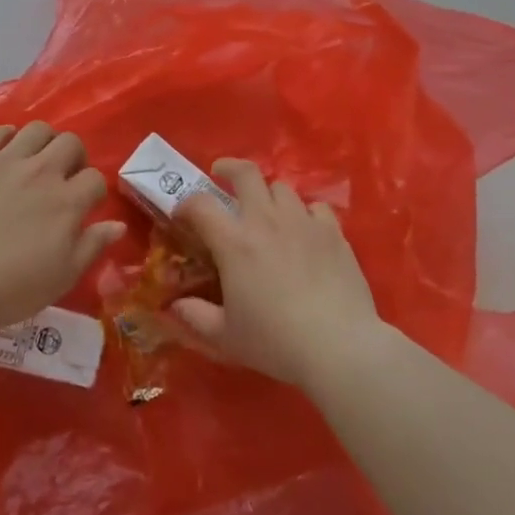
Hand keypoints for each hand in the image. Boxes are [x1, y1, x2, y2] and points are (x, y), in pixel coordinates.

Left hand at [0, 122, 124, 333]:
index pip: (95, 178)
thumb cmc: (10, 287)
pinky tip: (4, 154)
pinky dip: (7, 137)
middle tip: (63, 177)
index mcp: (68, 201)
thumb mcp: (62, 277)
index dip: (94, 191)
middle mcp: (42, 172)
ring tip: (35, 160)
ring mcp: (6, 162)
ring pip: (37, 129)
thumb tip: (118, 224)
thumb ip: (92, 246)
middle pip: (70, 142)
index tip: (84, 205)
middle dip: (74, 156)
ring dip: (44, 141)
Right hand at [172, 158, 379, 388]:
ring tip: (266, 211)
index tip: (183, 216)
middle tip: (222, 177)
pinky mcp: (333, 232)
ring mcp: (303, 222)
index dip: (186, 204)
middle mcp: (266, 221)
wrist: (339, 346)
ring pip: (282, 187)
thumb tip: (175, 306)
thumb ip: (196, 316)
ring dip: (268, 194)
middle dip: (229, 169)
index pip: (200, 204)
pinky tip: (304, 230)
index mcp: (234, 242)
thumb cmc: (276, 341)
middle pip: (246, 173)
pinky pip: (315, 207)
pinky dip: (305, 213)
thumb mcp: (226, 336)